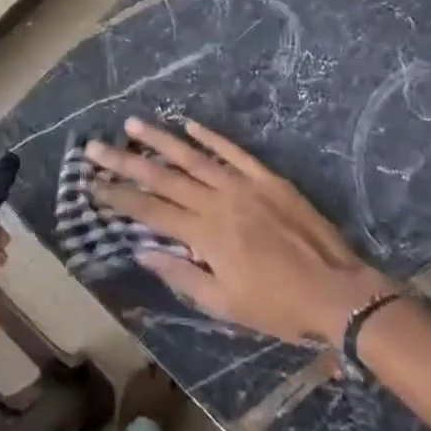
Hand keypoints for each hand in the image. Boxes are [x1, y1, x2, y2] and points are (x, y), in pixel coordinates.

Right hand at [86, 118, 390, 346]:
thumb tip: (142, 252)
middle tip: (94, 147)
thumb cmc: (277, 306)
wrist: (337, 293)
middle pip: (162, 176)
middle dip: (124, 162)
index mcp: (204, 234)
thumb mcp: (224, 305)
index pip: (149, 210)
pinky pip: (233, 151)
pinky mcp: (267, 178)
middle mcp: (216, 201)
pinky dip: (210, 136)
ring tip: (132, 124)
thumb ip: (181, 275)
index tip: (92, 185)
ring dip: (159, 139)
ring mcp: (243, 185)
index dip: (118, 197)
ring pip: (192, 156)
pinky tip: (189, 123)